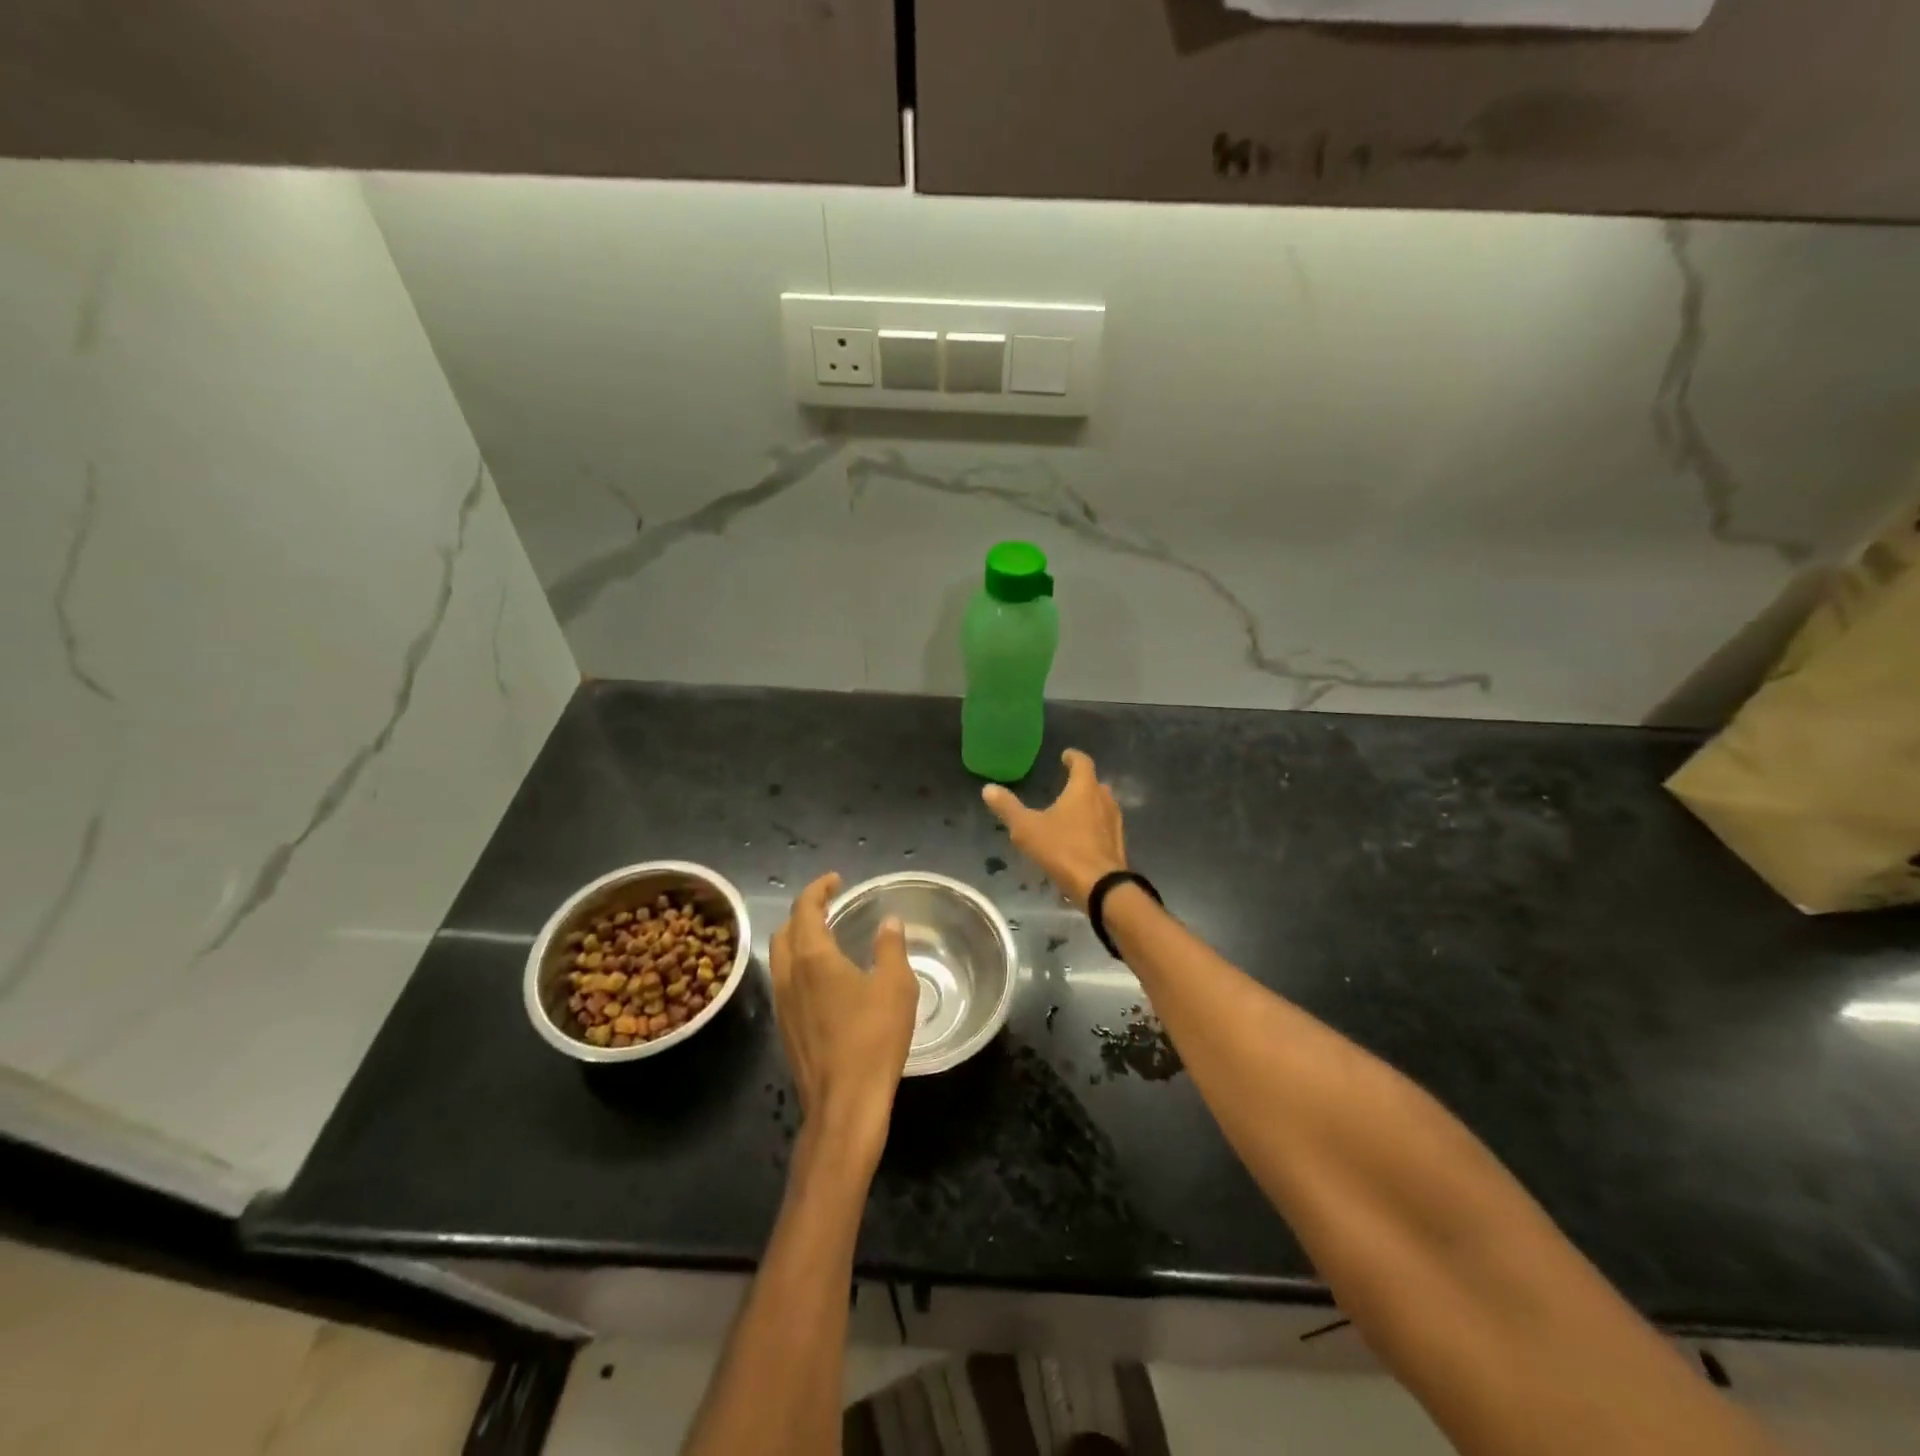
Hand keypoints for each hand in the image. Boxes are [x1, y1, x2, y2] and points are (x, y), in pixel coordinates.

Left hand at [769, 873, 917, 1166]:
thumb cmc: (873, 1039)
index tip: (836, 881)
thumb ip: (891, 948)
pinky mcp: (784, 1029)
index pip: (804, 909)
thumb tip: (888, 922)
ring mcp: (782, 1005)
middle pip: (785, 931)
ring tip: (827, 939)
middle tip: (830, 907)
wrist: (844, 1104)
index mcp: (813, 958)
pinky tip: (824, 981)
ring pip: (780, 958)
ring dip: (798, 940)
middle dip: (804, 913)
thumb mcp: (896, 987)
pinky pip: (785, 983)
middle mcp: (789, 975)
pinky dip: (799, 967)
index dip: (818, 889)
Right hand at [981, 749, 1127, 911]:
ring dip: (1090, 805)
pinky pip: (1105, 828)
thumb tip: (988, 788)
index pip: (1082, 763)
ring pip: (1102, 806)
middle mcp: (1104, 800)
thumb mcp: (1027, 829)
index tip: (1066, 756)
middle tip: (1067, 785)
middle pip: (1095, 784)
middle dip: (1082, 782)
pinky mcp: (1117, 845)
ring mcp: (1114, 823)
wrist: (1100, 886)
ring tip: (1073, 812)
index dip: (1073, 757)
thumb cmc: (1063, 850)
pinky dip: (1094, 827)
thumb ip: (1008, 808)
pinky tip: (1082, 839)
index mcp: (1084, 789)